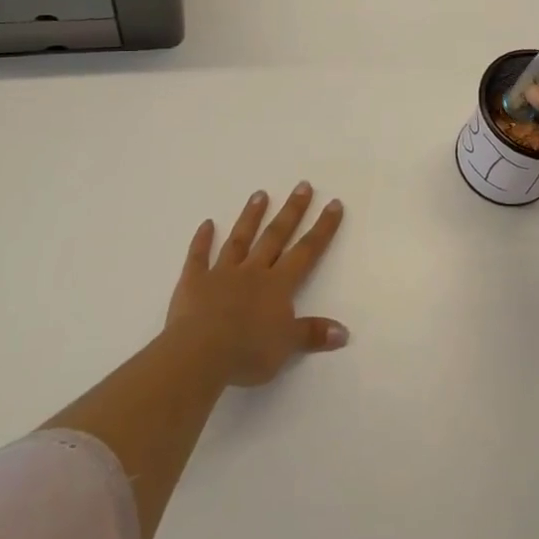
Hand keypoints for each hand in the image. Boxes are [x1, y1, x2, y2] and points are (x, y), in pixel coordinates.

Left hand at [166, 183, 349, 386]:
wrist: (200, 353)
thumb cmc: (248, 351)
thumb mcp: (287, 347)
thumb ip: (313, 334)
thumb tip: (344, 332)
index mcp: (278, 285)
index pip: (306, 251)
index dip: (322, 228)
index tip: (333, 203)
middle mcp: (253, 271)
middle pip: (275, 236)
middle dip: (291, 211)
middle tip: (302, 185)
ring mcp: (222, 273)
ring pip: (240, 239)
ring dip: (251, 216)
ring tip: (260, 193)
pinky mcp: (194, 281)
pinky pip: (199, 256)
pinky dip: (202, 240)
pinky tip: (206, 224)